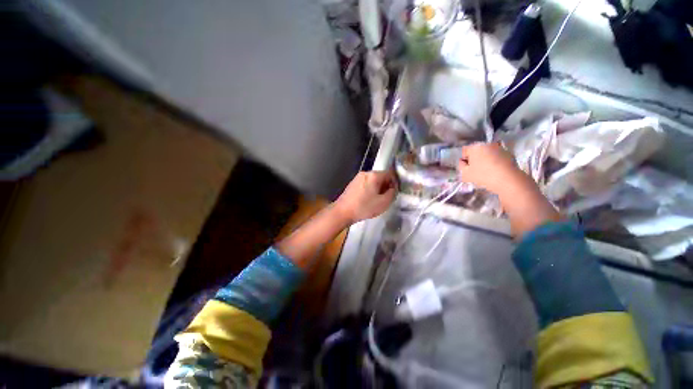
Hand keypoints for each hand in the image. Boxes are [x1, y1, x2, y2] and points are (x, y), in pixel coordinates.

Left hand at [333, 171, 396, 223]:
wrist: (342, 212)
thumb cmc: (364, 207)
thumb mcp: (383, 203)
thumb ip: (392, 193)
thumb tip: (393, 188)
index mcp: (374, 175)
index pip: (390, 174)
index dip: (394, 183)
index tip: (394, 193)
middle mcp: (365, 173)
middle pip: (381, 177)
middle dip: (386, 186)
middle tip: (386, 198)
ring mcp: (358, 178)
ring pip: (373, 181)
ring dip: (378, 189)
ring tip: (377, 200)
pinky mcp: (353, 184)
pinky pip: (366, 184)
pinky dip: (370, 190)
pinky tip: (367, 200)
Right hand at [457, 142, 524, 194]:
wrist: (508, 180)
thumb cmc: (483, 176)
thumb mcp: (465, 173)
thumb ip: (461, 166)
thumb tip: (463, 161)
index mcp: (475, 147)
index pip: (465, 150)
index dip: (464, 159)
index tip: (466, 168)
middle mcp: (487, 144)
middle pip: (476, 150)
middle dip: (475, 158)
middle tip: (475, 170)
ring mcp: (499, 147)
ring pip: (487, 153)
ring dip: (485, 159)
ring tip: (486, 171)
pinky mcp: (509, 153)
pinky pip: (496, 156)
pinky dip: (494, 161)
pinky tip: (495, 171)